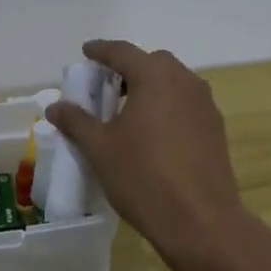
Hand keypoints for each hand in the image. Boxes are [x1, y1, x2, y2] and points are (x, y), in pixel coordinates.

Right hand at [46, 39, 247, 251]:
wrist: (201, 221)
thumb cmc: (144, 178)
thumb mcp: (100, 149)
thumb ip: (77, 122)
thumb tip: (55, 106)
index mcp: (155, 78)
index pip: (123, 52)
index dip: (101, 50)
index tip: (87, 52)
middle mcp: (184, 82)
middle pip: (153, 62)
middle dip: (129, 68)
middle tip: (107, 87)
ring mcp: (205, 105)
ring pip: (174, 82)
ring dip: (150, 86)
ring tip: (129, 111)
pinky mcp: (215, 128)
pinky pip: (187, 103)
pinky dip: (167, 105)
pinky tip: (154, 133)